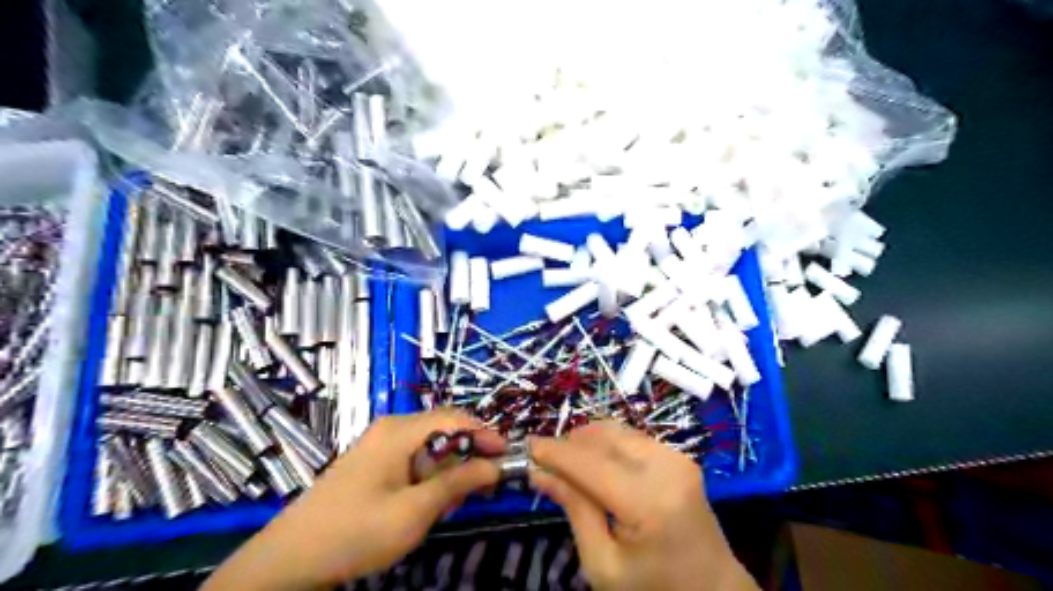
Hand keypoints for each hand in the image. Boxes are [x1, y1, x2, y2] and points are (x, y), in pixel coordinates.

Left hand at [202, 411, 505, 590]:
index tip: (507, 457)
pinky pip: (414, 458)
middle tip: (478, 490)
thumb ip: (458, 483)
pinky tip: (426, 503)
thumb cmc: (356, 531)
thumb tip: (494, 466)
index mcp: (401, 431)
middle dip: (466, 456)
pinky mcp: (374, 461)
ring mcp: (380, 443)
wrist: (290, 558)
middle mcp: (392, 427)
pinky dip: (429, 477)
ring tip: (448, 504)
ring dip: (448, 470)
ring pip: (431, 446)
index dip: (485, 434)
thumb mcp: (415, 511)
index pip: (456, 419)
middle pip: (444, 431)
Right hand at [535, 420, 755, 589]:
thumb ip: (573, 509)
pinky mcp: (678, 456)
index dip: (554, 451)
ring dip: (585, 441)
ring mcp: (676, 457)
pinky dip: (605, 445)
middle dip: (568, 444)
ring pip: (615, 431)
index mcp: (649, 501)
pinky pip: (631, 437)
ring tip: (566, 464)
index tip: (525, 447)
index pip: (589, 462)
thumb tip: (539, 471)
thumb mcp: (603, 564)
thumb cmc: (654, 589)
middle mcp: (666, 467)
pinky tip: (594, 465)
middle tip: (544, 462)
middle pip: (602, 437)